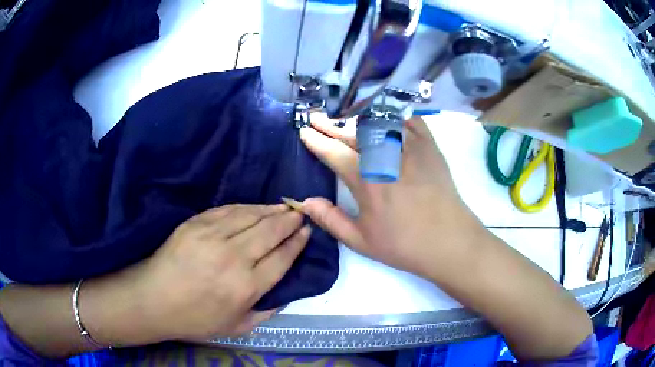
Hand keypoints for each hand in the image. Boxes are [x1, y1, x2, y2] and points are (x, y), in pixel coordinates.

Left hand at [84, 204, 309, 343]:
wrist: (153, 299)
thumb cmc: (195, 319)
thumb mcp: (237, 328)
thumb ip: (266, 312)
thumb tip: (285, 294)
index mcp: (246, 287)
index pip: (282, 258)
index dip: (297, 242)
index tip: (307, 231)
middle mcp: (233, 258)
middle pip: (270, 232)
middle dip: (289, 220)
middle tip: (301, 213)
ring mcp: (212, 237)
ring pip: (251, 216)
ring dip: (270, 210)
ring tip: (283, 207)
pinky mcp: (195, 224)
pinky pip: (227, 210)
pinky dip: (246, 207)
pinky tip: (254, 207)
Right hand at [299, 115, 483, 279]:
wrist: (449, 241)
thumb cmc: (404, 245)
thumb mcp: (361, 241)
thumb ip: (330, 219)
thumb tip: (304, 202)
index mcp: (367, 181)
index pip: (334, 153)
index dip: (316, 141)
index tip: (304, 132)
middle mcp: (387, 157)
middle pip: (353, 133)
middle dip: (330, 124)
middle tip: (316, 117)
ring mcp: (411, 148)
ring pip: (378, 122)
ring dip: (356, 116)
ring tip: (343, 115)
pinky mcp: (429, 146)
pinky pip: (408, 119)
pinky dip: (393, 113)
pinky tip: (382, 113)